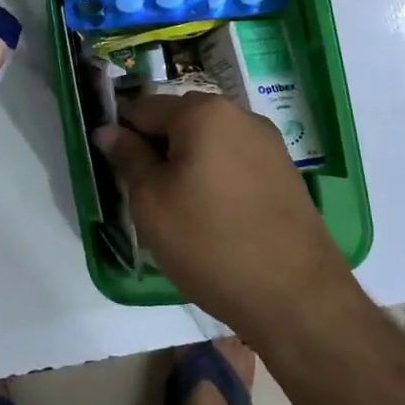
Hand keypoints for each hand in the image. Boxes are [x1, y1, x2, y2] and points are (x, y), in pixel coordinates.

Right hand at [94, 93, 351, 341]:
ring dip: (188, 166)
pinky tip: (216, 219)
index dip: (124, 139)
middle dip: (158, 151)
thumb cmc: (210, 243)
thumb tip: (109, 130)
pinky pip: (235, 162)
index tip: (119, 177)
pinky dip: (217, 179)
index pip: (144, 109)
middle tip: (149, 200)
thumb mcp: (152, 202)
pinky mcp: (285, 171)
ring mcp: (268, 142)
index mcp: (204, 112)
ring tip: (183, 214)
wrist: (295, 295)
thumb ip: (128, 158)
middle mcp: (240, 114)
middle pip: (180, 121)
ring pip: (209, 143)